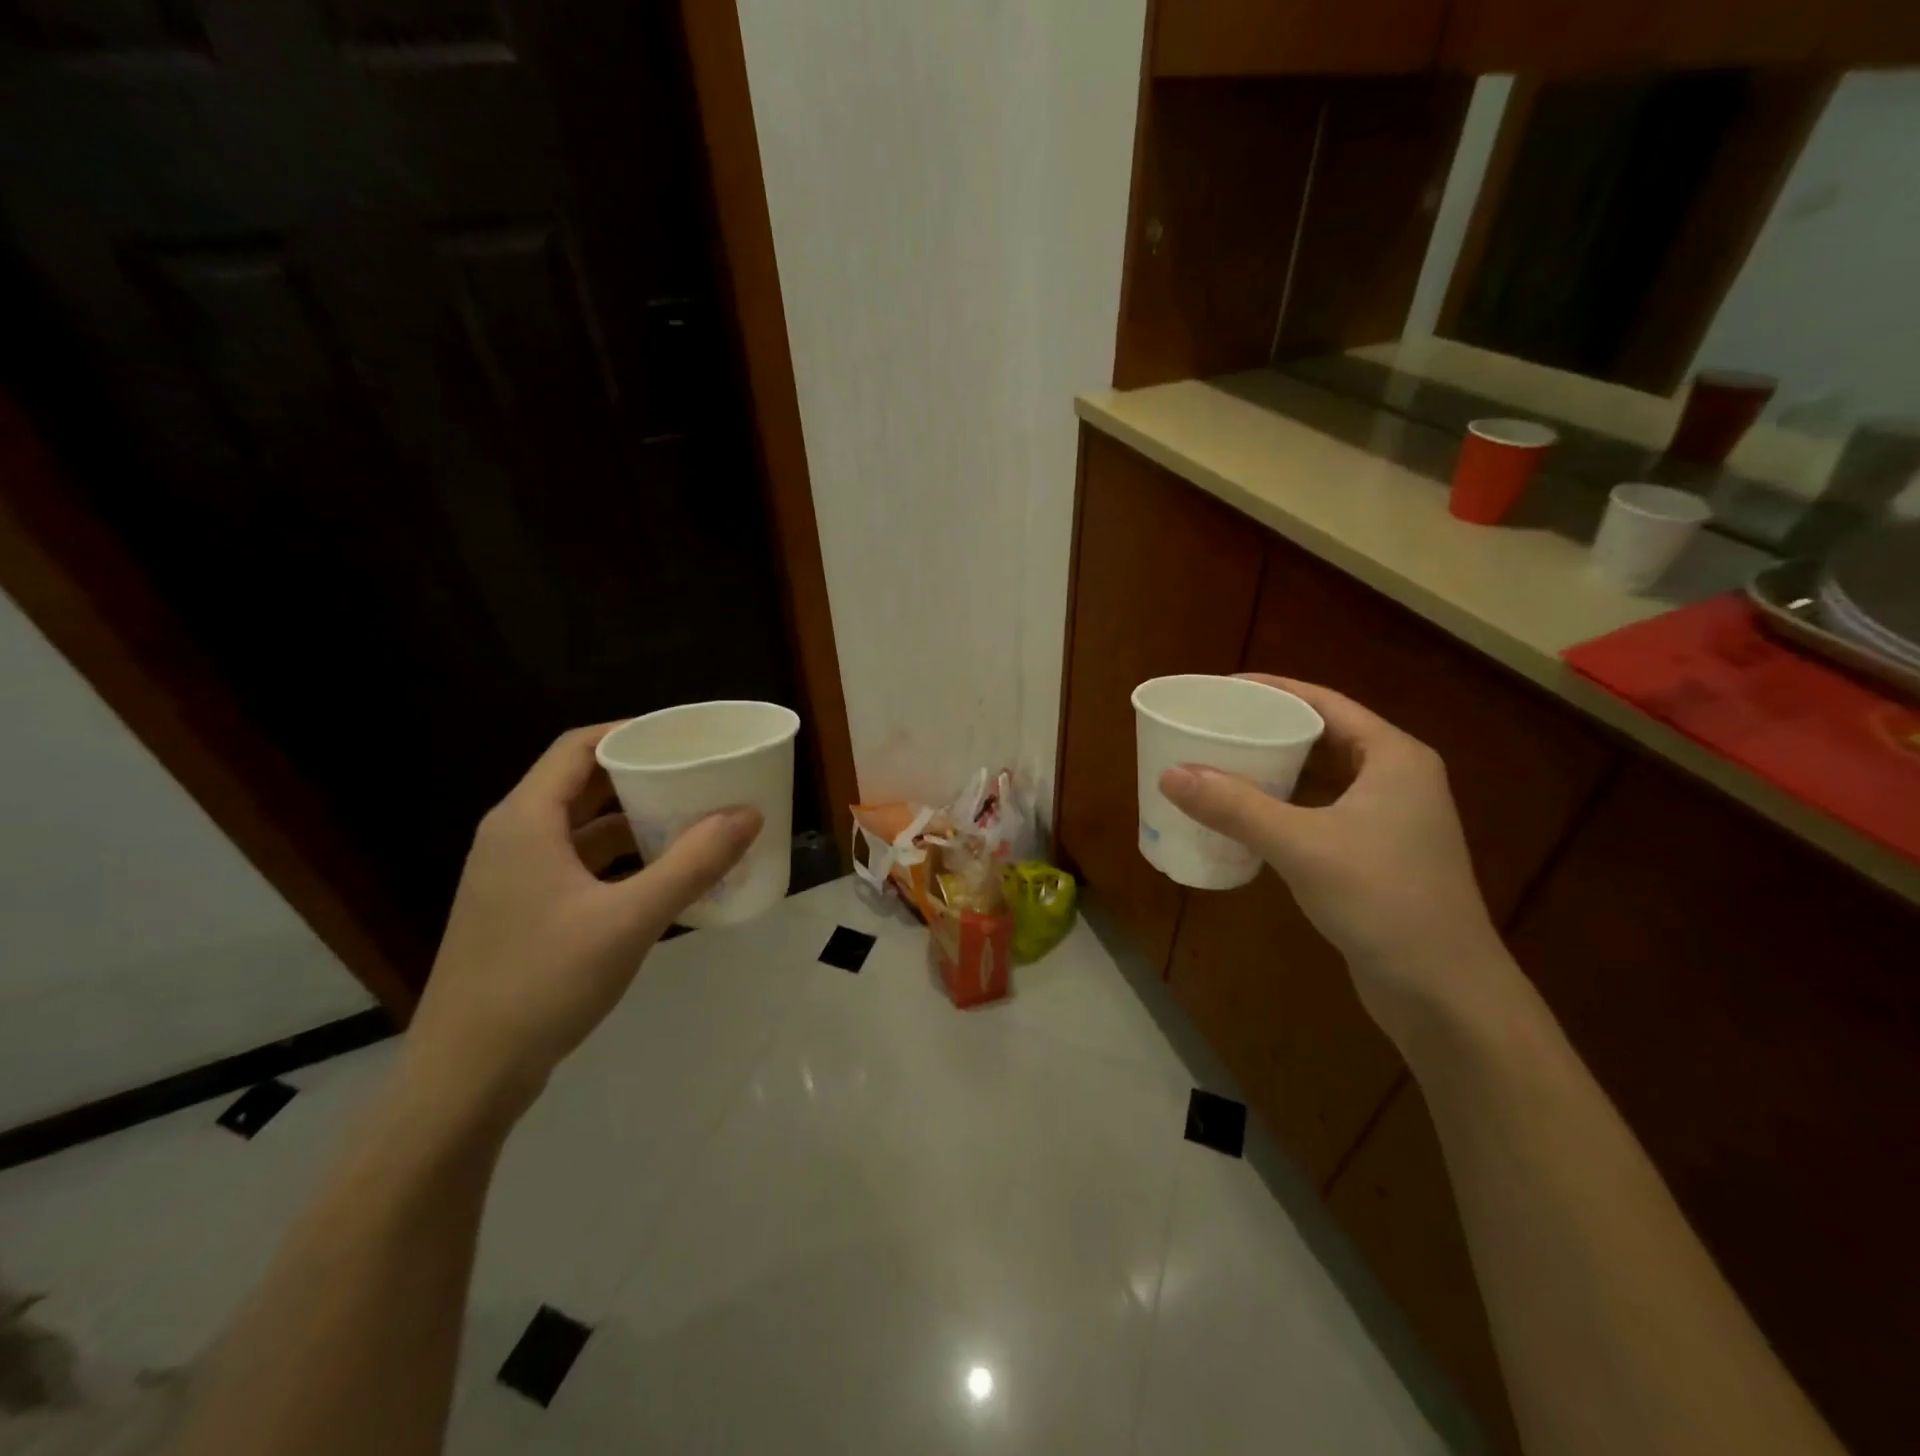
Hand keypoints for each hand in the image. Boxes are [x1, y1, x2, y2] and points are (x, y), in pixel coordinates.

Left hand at [404, 724, 761, 1119]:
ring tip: (692, 820)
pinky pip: (578, 864)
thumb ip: (692, 864)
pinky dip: (620, 859)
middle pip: (582, 784)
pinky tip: (662, 876)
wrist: (466, 1075)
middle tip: (700, 775)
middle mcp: (514, 837)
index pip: (578, 747)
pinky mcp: (522, 911)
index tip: (685, 737)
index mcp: (526, 821)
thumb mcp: (629, 920)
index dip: (631, 733)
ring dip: (634, 820)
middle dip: (642, 776)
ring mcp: (514, 877)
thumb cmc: (543, 982)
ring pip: (582, 827)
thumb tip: (748, 814)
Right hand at [1159, 676, 1508, 1045]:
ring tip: (1220, 765)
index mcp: (1393, 758)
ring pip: (1321, 778)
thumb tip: (1170, 774)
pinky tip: (1246, 818)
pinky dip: (1284, 808)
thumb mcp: (1302, 846)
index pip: (1325, 704)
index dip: (1273, 690)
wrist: (1445, 993)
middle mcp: (1396, 780)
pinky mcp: (1376, 857)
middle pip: (1322, 737)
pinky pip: (1320, 813)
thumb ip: (1236, 807)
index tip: (1222, 690)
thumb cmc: (1383, 901)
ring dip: (1274, 771)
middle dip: (1268, 729)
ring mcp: (1389, 821)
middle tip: (1213, 727)